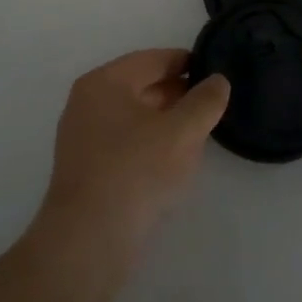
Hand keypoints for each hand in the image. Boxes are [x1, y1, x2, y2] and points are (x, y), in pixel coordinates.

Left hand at [36, 49, 229, 271]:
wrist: (88, 241)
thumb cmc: (135, 172)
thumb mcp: (180, 133)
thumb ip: (204, 102)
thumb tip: (218, 80)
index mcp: (104, 82)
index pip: (152, 60)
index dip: (186, 63)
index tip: (215, 71)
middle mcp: (88, 102)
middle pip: (141, 86)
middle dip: (177, 94)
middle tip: (212, 104)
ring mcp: (83, 136)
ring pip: (134, 117)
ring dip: (165, 121)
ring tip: (199, 132)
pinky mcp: (86, 169)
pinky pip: (125, 143)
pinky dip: (150, 144)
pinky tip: (173, 162)